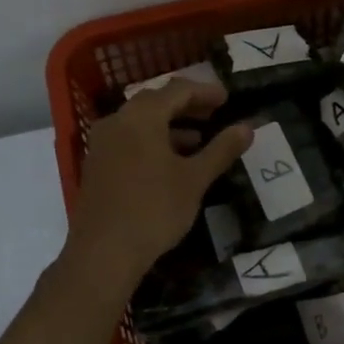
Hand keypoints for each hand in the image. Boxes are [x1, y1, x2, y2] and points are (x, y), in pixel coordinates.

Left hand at [66, 79, 252, 284]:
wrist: (103, 252)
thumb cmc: (154, 209)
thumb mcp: (195, 179)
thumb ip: (221, 150)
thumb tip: (247, 127)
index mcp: (141, 117)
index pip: (177, 90)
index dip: (205, 92)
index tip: (227, 99)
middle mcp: (117, 122)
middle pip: (155, 102)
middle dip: (186, 106)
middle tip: (213, 114)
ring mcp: (102, 144)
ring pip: (140, 122)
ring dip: (169, 125)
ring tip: (197, 141)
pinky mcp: (96, 165)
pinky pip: (128, 140)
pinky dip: (152, 141)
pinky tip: (170, 163)